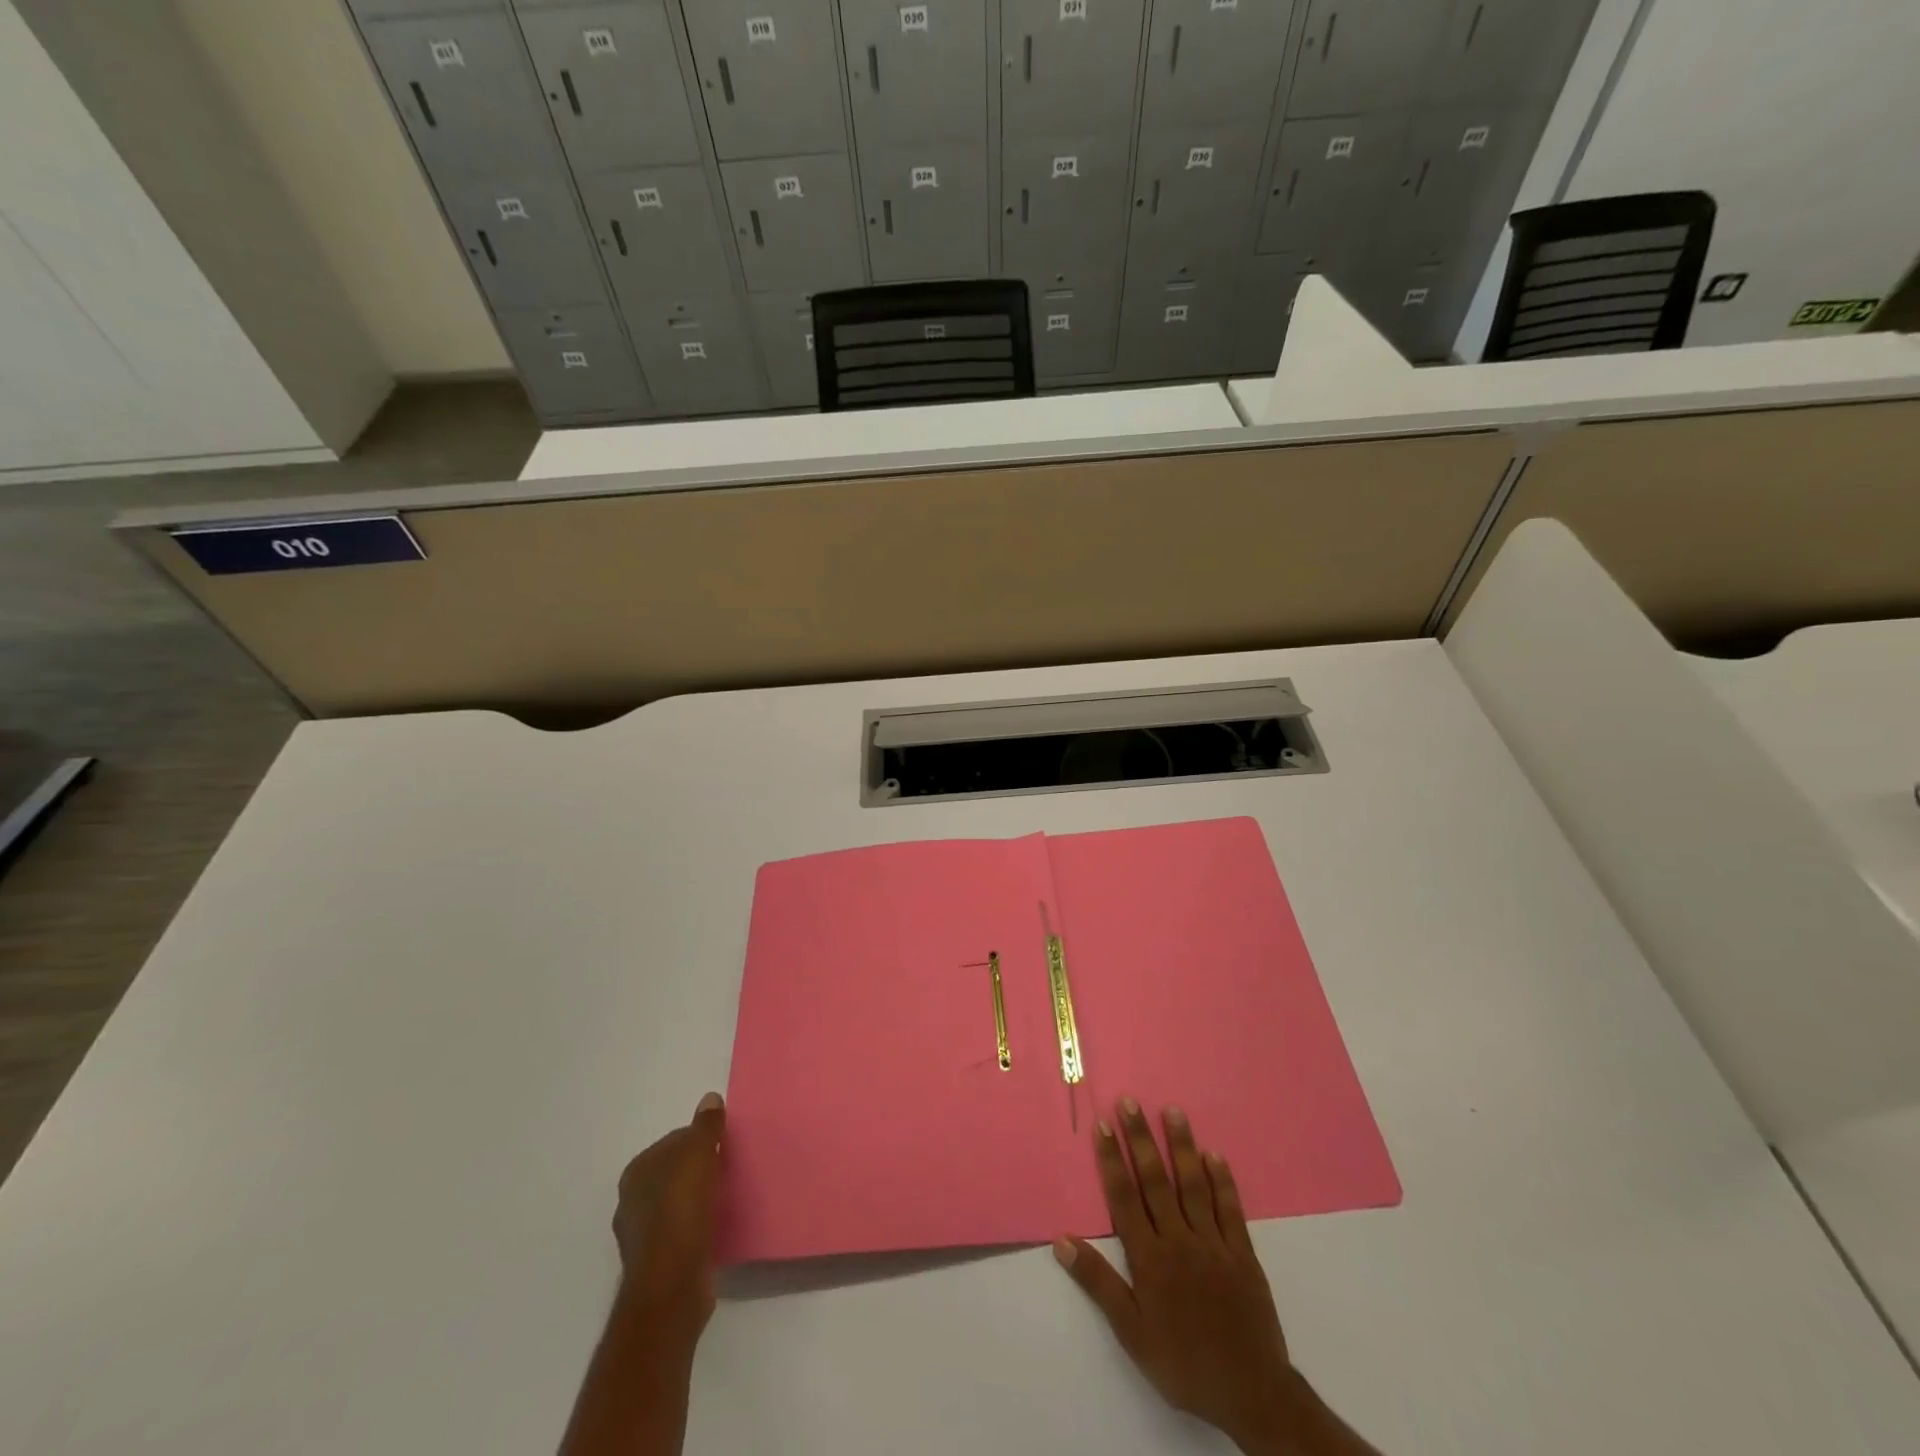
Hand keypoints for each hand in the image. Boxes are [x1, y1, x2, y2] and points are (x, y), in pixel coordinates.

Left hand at [612, 1092, 726, 1338]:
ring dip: (700, 1197)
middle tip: (730, 1167)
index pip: (675, 1140)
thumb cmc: (681, 1212)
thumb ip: (705, 1126)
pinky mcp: (659, 1261)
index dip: (701, 1138)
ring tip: (728, 1195)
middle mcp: (633, 1200)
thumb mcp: (698, 1155)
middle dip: (700, 1167)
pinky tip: (718, 1224)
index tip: (726, 1144)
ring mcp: (643, 1234)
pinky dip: (700, 1223)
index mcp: (637, 1172)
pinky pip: (684, 1229)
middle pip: (675, 1171)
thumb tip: (709, 1099)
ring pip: (679, 1201)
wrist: (672, 1287)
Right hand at [1054, 1099, 1367, 1455]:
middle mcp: (1179, 1240)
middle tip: (1130, 1102)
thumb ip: (1098, 1283)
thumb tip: (1062, 1241)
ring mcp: (1213, 1243)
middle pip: (1155, 1181)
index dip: (1112, 1159)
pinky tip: (1214, 1154)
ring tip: (1173, 1111)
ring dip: (1181, 1146)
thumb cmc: (1183, 1364)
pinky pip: (1230, 1209)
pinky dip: (1222, 1180)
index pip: (1124, 1197)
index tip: (1103, 1125)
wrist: (1251, 1395)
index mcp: (1150, 1258)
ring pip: (1193, 1184)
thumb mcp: (1131, 1333)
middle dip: (1141, 1139)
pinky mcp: (1242, 1253)